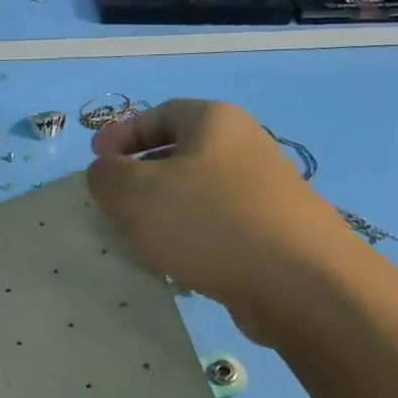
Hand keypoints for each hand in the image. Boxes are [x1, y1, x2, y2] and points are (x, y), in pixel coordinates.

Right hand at [86, 99, 354, 311]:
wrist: (302, 284)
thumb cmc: (209, 222)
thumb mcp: (135, 194)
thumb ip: (106, 176)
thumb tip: (106, 172)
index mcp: (215, 121)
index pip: (159, 113)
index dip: (121, 135)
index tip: (95, 163)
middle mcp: (245, 147)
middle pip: (180, 154)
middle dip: (140, 178)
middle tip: (113, 204)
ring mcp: (265, 192)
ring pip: (198, 194)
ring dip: (164, 214)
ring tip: (139, 242)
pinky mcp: (275, 233)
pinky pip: (219, 228)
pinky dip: (192, 241)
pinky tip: (178, 268)